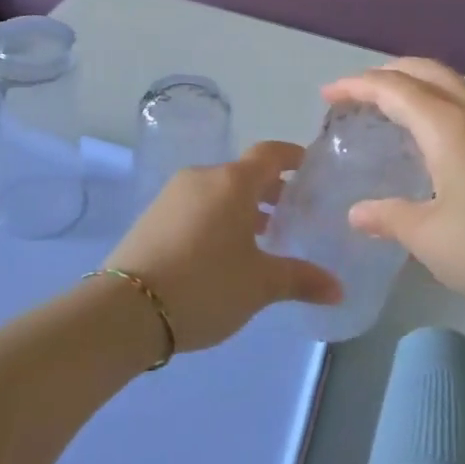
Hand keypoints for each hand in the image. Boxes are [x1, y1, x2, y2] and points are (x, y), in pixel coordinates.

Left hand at [106, 141, 341, 352]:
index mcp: (232, 182)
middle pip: (243, 173)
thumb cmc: (205, 285)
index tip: (309, 167)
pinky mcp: (152, 216)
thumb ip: (301, 279)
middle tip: (292, 214)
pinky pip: (196, 206)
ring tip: (261, 238)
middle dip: (269, 190)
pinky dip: (216, 217)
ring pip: (218, 191)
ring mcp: (172, 195)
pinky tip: (222, 252)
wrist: (126, 309)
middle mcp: (202, 177)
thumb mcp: (260, 285)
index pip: (269, 153)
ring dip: (242, 207)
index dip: (292, 157)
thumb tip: (338, 288)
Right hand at [322, 59, 464, 309]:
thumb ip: (390, 218)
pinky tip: (440, 142)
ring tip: (395, 111)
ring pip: (454, 84)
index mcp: (447, 126)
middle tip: (359, 93)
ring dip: (418, 86)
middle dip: (387, 73)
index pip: (392, 88)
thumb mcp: (432, 239)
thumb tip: (357, 213)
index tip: (328, 95)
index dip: (356, 85)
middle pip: (426, 70)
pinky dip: (441, 105)